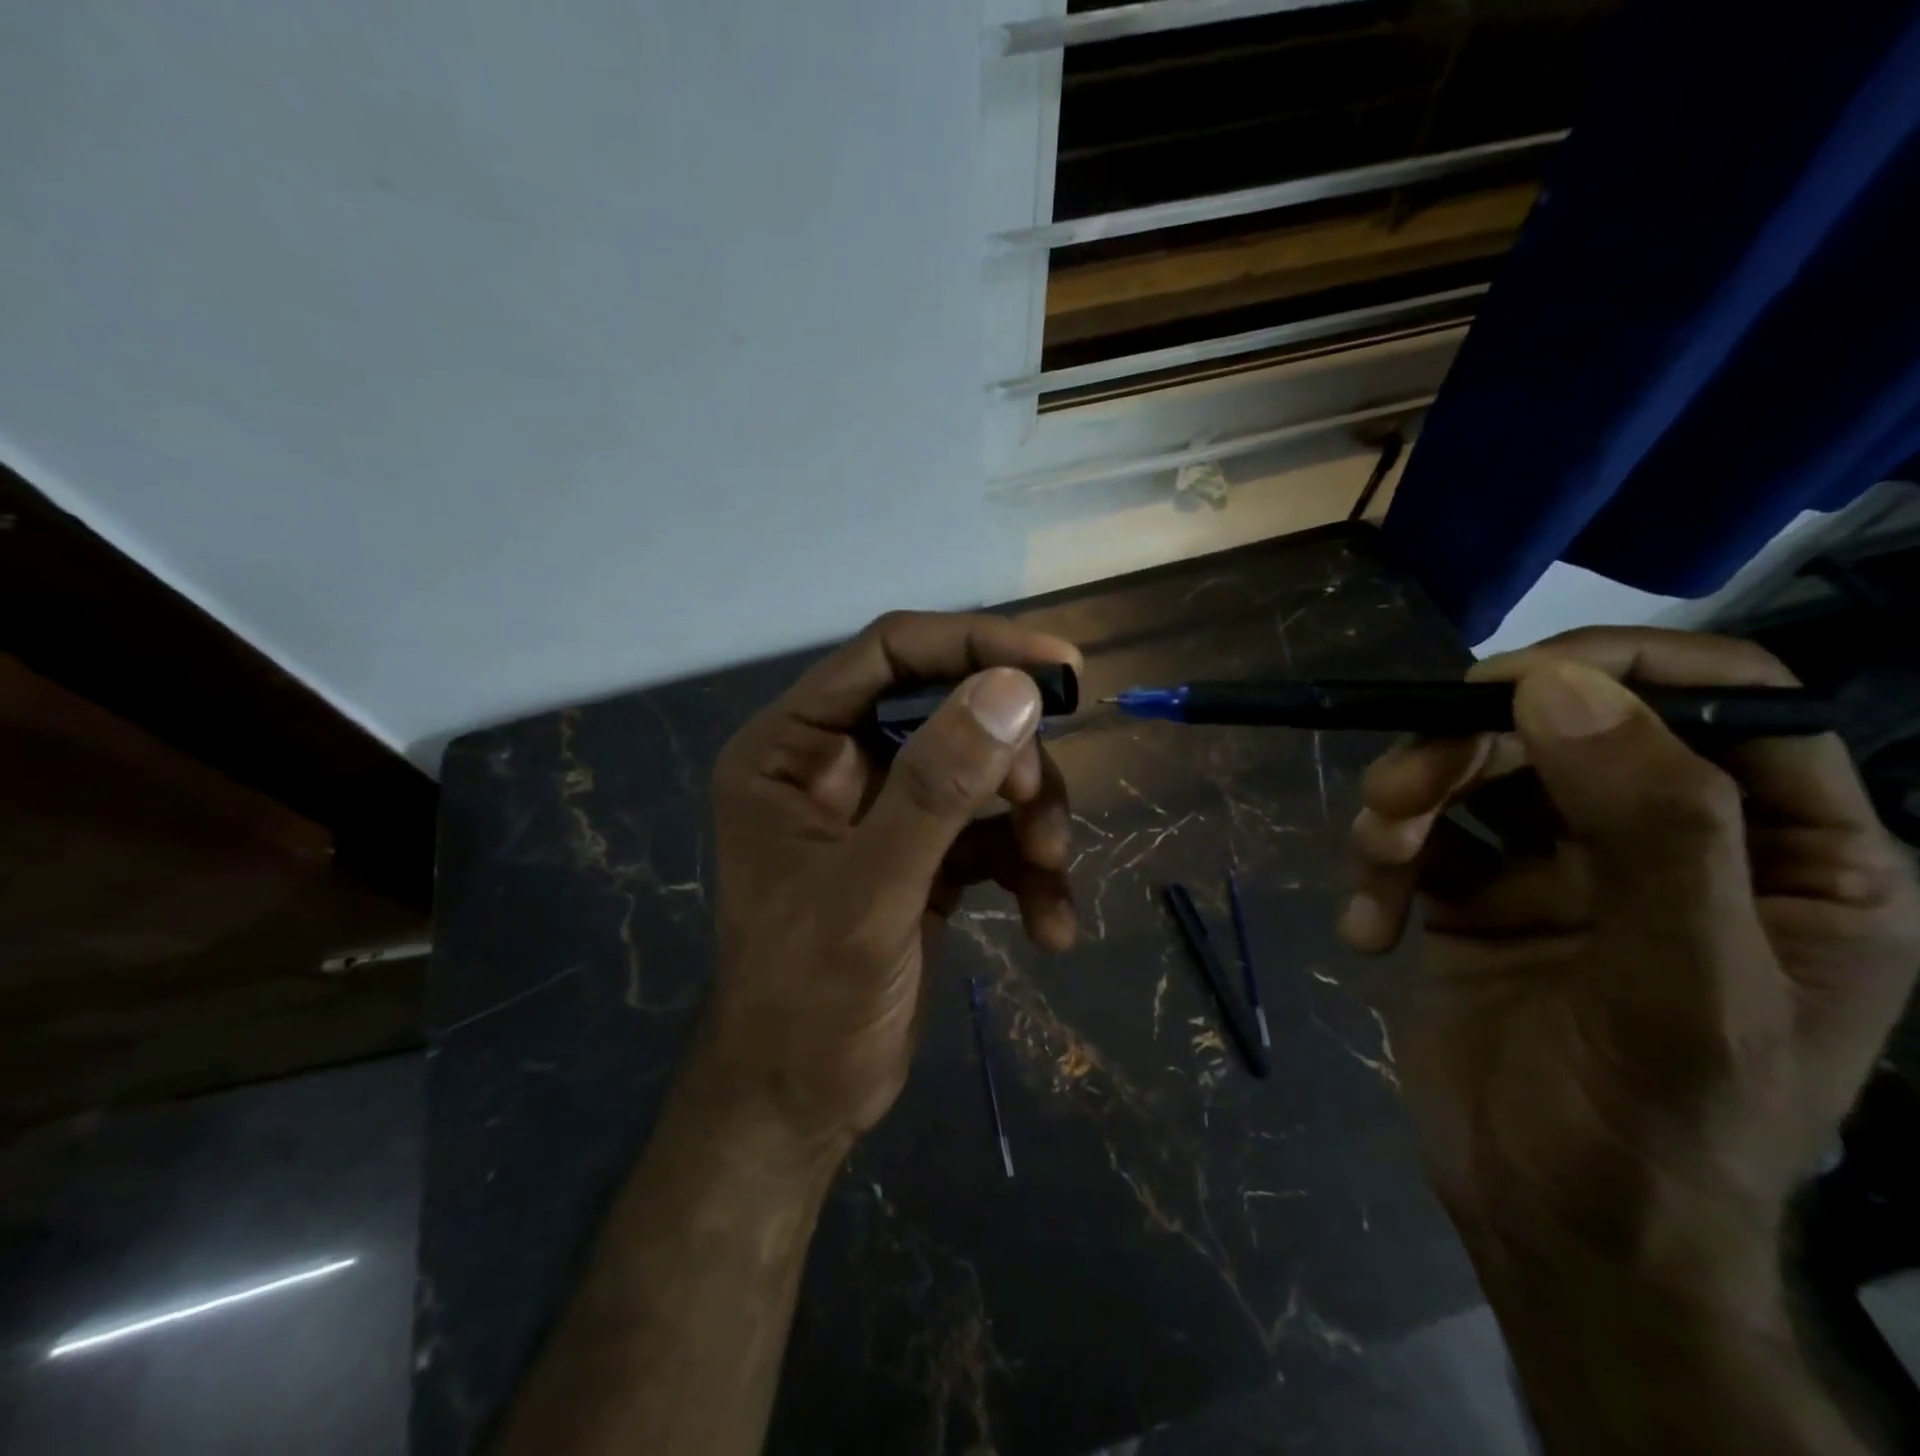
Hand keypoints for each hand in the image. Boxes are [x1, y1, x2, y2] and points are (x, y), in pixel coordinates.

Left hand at [702, 611, 1080, 1160]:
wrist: (801, 1106)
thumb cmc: (806, 1003)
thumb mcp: (871, 894)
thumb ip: (936, 790)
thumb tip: (1015, 690)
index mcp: (793, 747)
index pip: (889, 653)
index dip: (975, 644)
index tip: (1060, 667)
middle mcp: (837, 764)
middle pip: (949, 710)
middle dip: (1009, 759)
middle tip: (1038, 815)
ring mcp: (884, 810)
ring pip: (983, 771)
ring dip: (1031, 818)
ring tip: (1050, 872)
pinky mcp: (924, 856)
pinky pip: (992, 833)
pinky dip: (1029, 870)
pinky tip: (1049, 927)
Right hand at [1341, 628, 1919, 1303]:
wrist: (1550, 1230)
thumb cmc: (1654, 1134)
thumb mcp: (1679, 991)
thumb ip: (1649, 831)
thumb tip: (1556, 688)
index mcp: (1786, 855)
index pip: (1727, 703)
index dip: (1617, 670)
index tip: (1499, 689)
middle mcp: (1671, 843)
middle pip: (1559, 732)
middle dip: (1460, 753)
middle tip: (1390, 799)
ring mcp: (1561, 868)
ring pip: (1470, 775)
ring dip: (1404, 805)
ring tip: (1374, 861)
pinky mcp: (1475, 896)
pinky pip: (1417, 839)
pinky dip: (1379, 870)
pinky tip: (1367, 930)